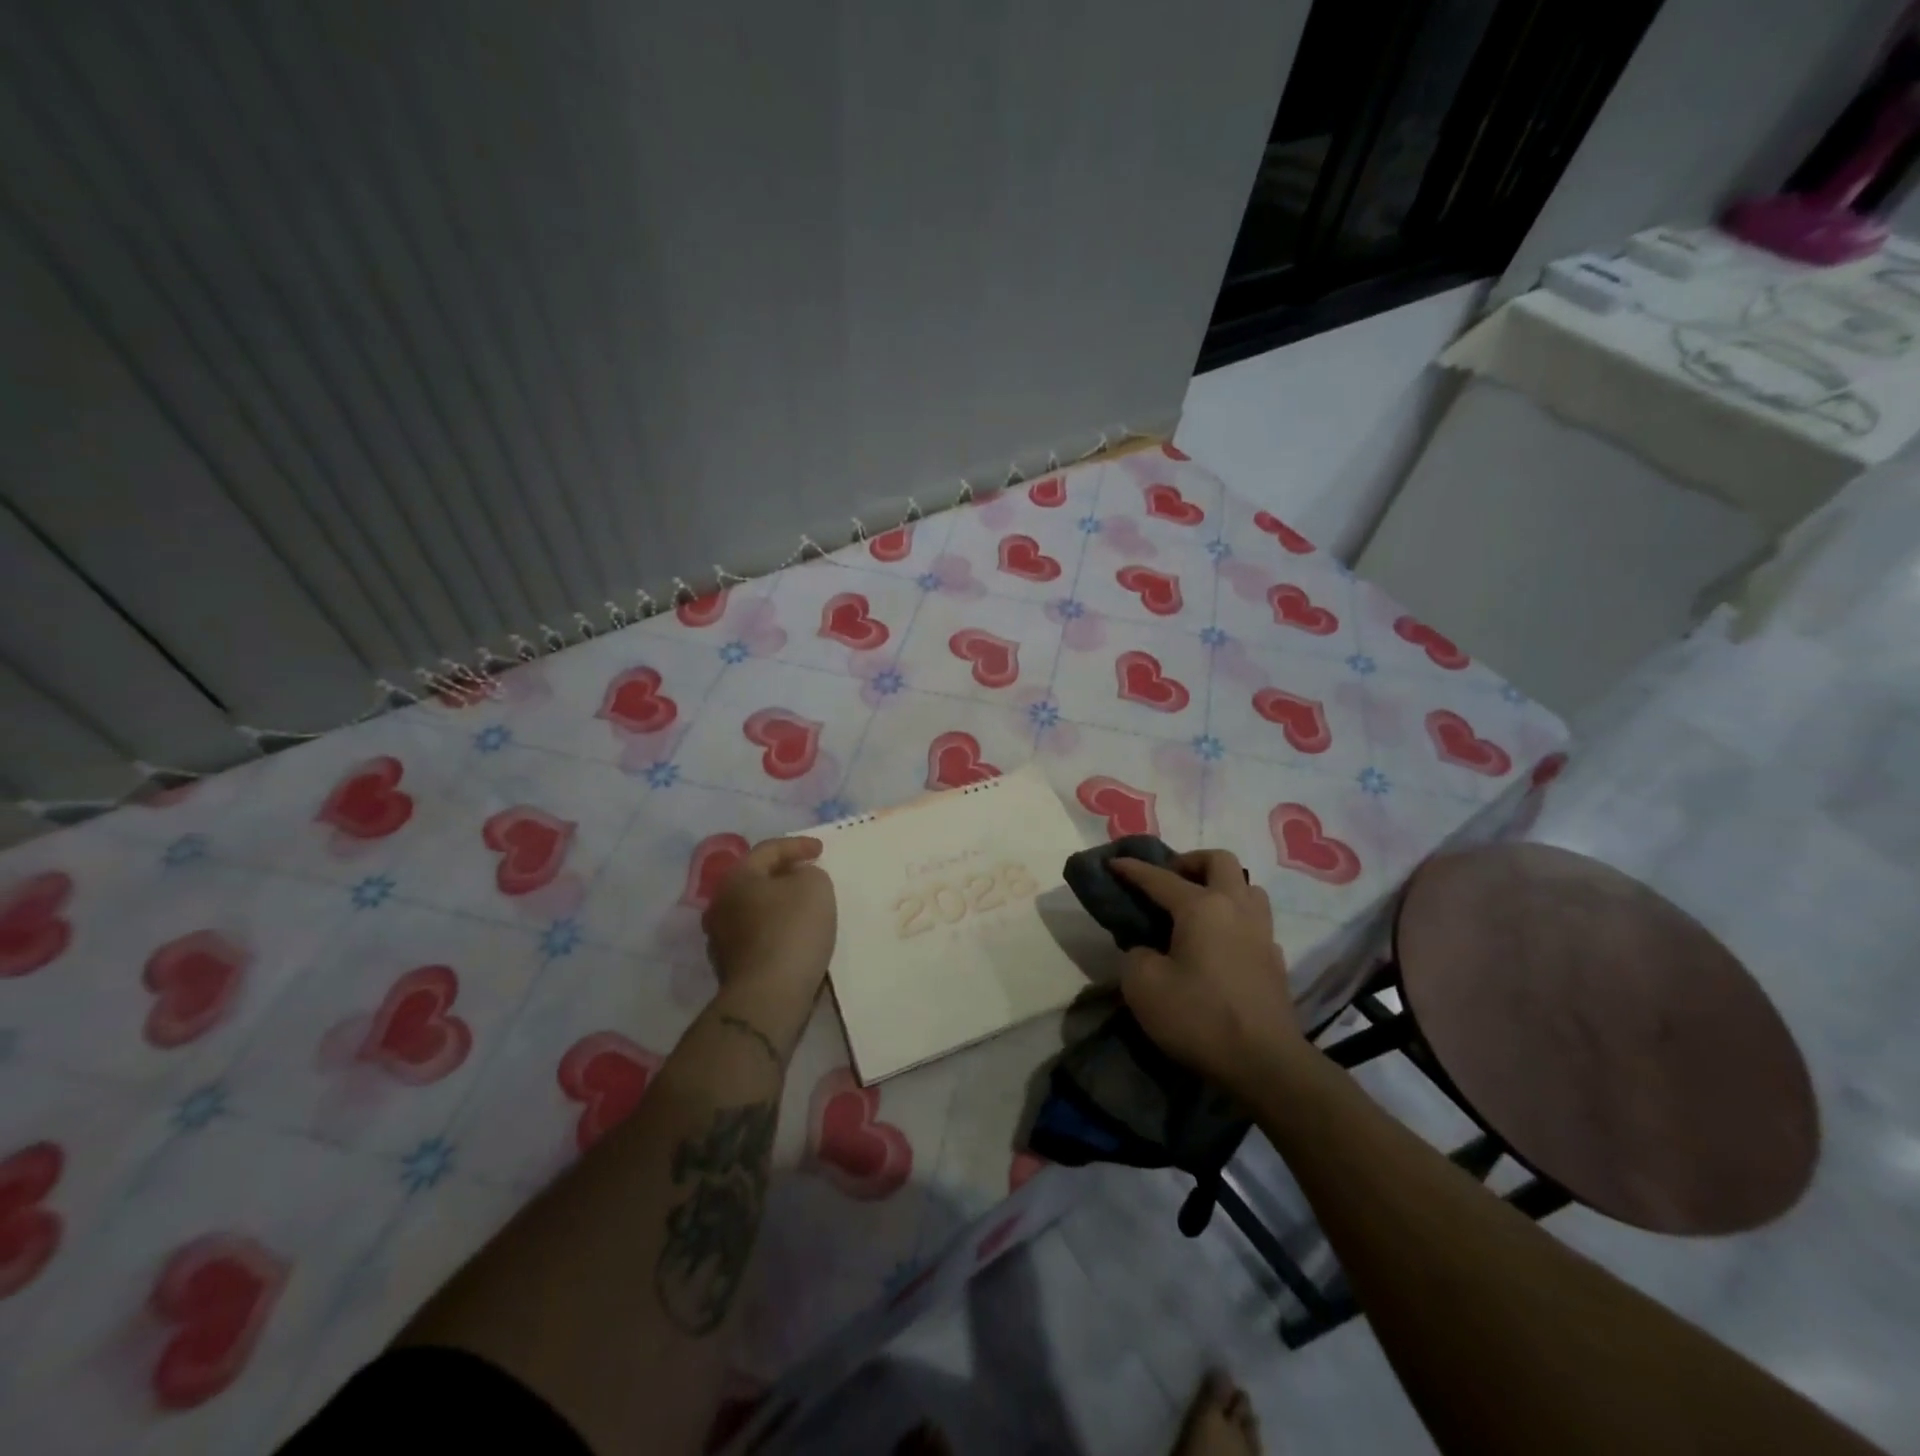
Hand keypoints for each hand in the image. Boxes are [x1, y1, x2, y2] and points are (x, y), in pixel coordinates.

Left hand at [702, 837, 836, 1002]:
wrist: (770, 995)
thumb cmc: (792, 929)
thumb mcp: (815, 886)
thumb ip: (809, 873)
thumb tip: (798, 880)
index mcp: (736, 878)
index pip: (768, 850)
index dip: (797, 846)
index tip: (821, 850)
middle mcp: (720, 904)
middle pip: (757, 880)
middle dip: (784, 875)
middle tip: (809, 874)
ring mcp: (721, 938)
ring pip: (755, 909)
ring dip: (779, 904)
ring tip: (805, 907)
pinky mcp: (731, 966)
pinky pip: (758, 935)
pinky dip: (777, 929)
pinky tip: (797, 936)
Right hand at [1111, 850, 1306, 1094]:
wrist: (1265, 1064)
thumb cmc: (1198, 1017)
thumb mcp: (1143, 986)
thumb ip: (1136, 955)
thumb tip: (1148, 950)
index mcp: (1202, 907)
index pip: (1160, 878)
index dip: (1133, 869)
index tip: (1113, 862)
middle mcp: (1236, 908)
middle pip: (1219, 861)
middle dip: (1190, 862)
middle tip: (1168, 880)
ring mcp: (1262, 933)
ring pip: (1246, 886)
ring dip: (1220, 886)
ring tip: (1197, 907)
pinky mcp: (1275, 960)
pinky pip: (1255, 921)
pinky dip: (1234, 919)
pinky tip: (1218, 943)